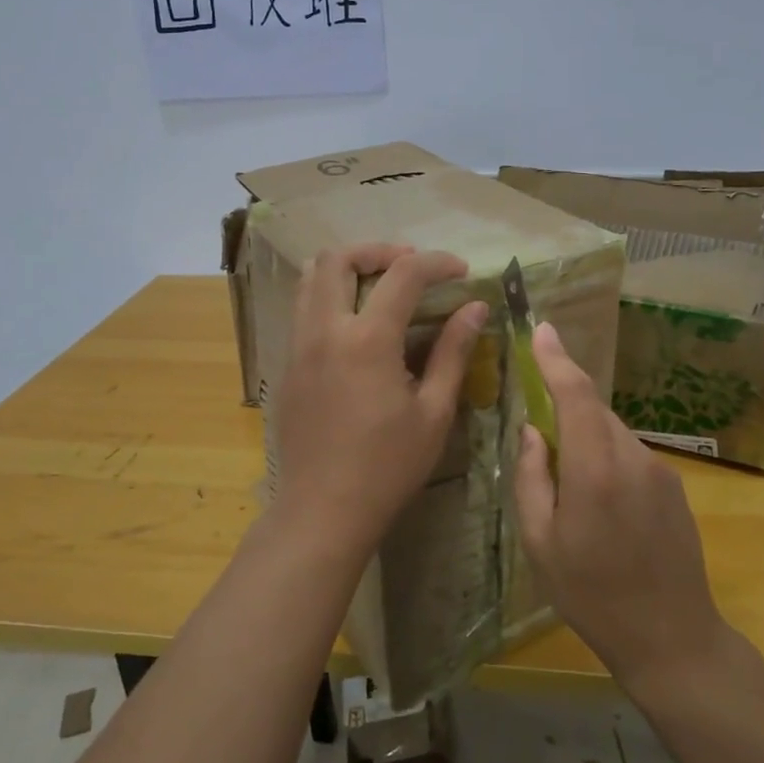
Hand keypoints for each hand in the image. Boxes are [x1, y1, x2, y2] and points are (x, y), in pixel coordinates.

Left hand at [272, 245, 486, 558]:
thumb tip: (475, 308)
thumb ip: (453, 352)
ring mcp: (298, 346)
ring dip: (347, 269)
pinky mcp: (288, 365)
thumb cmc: (387, 467)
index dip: (437, 262)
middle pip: (337, 258)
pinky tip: (358, 325)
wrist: (322, 511)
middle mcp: (325, 330)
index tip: (461, 271)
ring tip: (381, 287)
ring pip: (310, 279)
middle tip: (411, 267)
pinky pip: (303, 308)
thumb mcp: (433, 412)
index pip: (403, 274)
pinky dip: (330, 296)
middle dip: (378, 251)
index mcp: (367, 340)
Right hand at [514, 321, 728, 693]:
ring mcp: (660, 470)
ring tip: (573, 494)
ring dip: (587, 441)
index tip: (542, 329)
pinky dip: (608, 460)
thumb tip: (532, 430)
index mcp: (594, 469)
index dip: (557, 359)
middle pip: (594, 411)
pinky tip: (603, 508)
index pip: (576, 395)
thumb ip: (531, 476)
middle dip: (566, 409)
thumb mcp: (539, 542)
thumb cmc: (591, 594)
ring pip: (612, 433)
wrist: (671, 636)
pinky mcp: (675, 486)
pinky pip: (631, 455)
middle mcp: (632, 457)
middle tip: (541, 442)